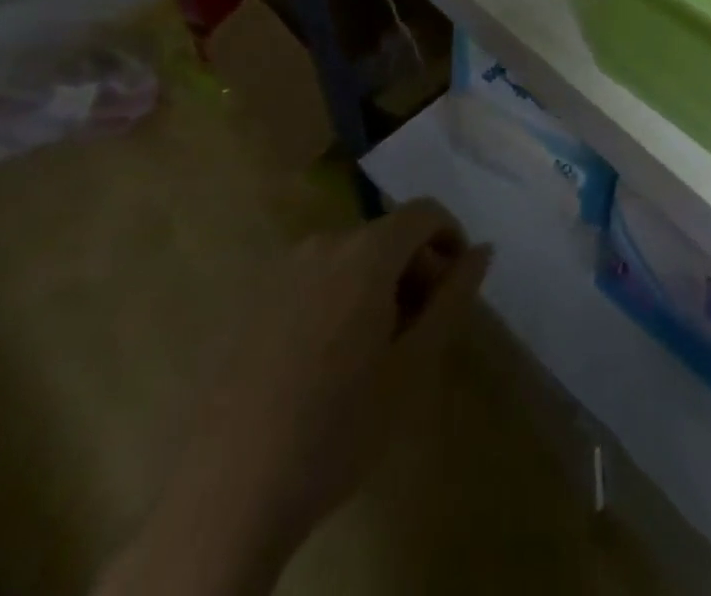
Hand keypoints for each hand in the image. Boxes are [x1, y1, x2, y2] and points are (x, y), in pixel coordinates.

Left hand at [98, 199, 491, 595]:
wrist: (227, 497)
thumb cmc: (338, 429)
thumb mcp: (415, 366)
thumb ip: (454, 296)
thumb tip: (483, 249)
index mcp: (366, 252)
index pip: (424, 212)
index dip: (450, 239)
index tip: (455, 289)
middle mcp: (323, 244)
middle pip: (387, 235)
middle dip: (414, 269)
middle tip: (420, 331)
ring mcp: (280, 272)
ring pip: (350, 258)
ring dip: (377, 286)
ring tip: (375, 353)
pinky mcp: (251, 303)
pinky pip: (314, 281)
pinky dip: (338, 300)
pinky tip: (327, 364)